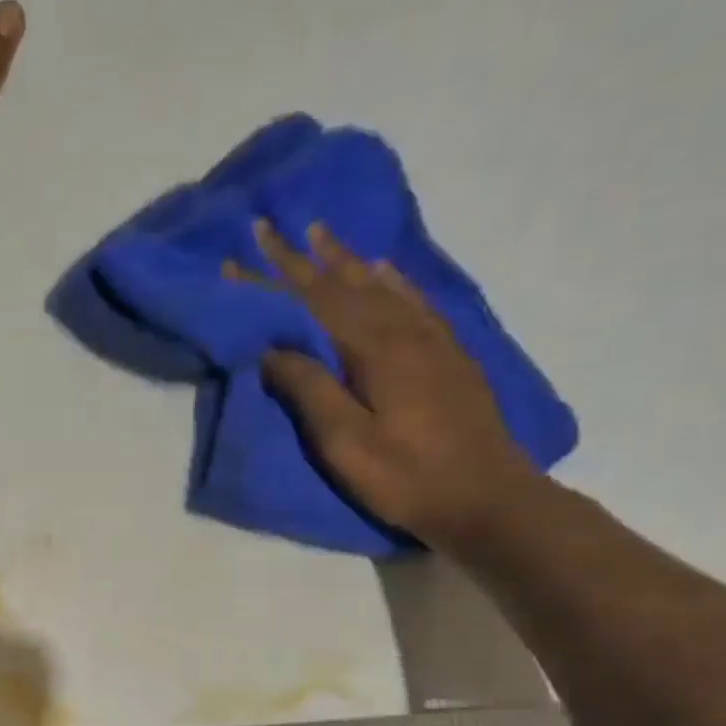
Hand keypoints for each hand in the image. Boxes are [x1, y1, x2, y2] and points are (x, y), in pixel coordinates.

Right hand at [247, 222, 546, 548]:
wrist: (486, 497)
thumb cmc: (405, 477)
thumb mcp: (345, 442)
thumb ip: (309, 389)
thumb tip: (272, 348)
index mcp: (371, 349)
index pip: (310, 303)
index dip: (272, 280)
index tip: (240, 255)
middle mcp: (401, 330)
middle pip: (342, 284)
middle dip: (301, 258)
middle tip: (270, 228)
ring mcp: (429, 339)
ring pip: (377, 285)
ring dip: (343, 259)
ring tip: (319, 234)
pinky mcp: (447, 354)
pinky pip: (413, 301)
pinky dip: (390, 280)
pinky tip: (382, 269)